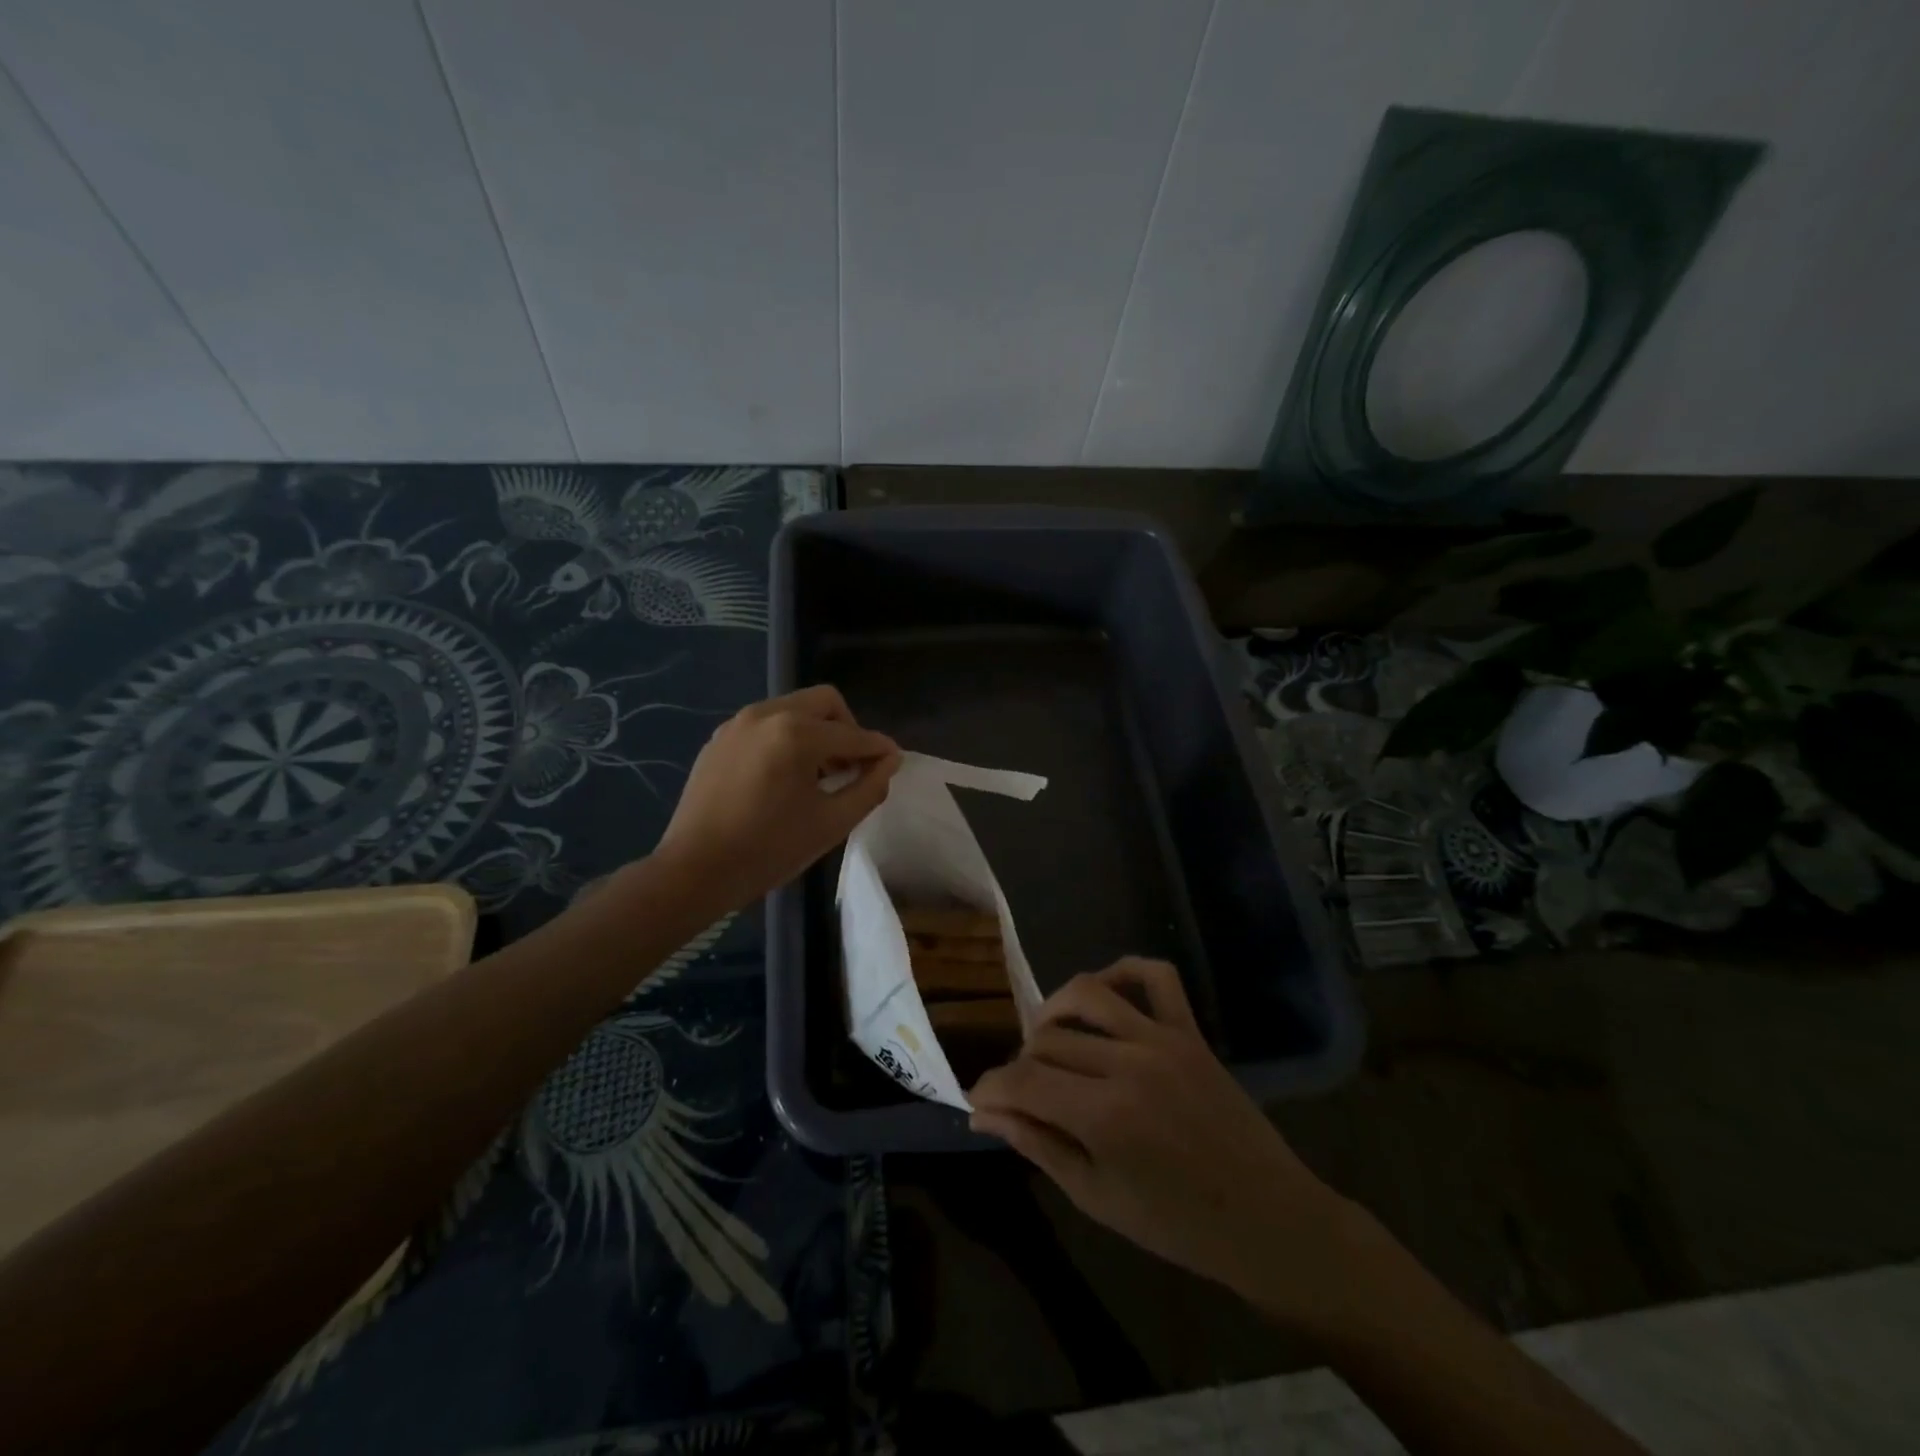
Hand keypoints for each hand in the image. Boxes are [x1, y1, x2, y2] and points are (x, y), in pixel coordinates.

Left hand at [653, 686, 900, 911]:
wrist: (695, 871)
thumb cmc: (769, 850)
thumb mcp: (831, 823)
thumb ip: (869, 787)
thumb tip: (890, 761)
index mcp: (796, 733)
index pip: (853, 734)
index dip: (879, 749)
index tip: (894, 762)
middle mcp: (766, 714)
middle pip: (824, 702)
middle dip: (847, 729)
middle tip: (852, 765)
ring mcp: (738, 723)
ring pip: (793, 709)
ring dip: (816, 731)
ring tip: (819, 773)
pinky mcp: (720, 738)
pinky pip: (766, 724)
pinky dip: (786, 738)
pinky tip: (784, 776)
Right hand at [969, 958, 1360, 1326]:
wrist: (1267, 1219)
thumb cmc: (1177, 1223)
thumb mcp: (1096, 1197)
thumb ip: (1038, 1145)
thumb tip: (984, 1114)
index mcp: (1104, 1115)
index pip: (1023, 1080)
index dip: (991, 1088)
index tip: (979, 1102)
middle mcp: (1129, 1063)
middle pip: (1048, 1039)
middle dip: (1022, 1064)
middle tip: (1024, 1092)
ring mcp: (1163, 1040)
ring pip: (1088, 994)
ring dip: (1054, 1011)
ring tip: (1047, 1039)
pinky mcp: (1190, 1031)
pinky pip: (1155, 977)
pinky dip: (1122, 971)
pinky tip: (1102, 992)